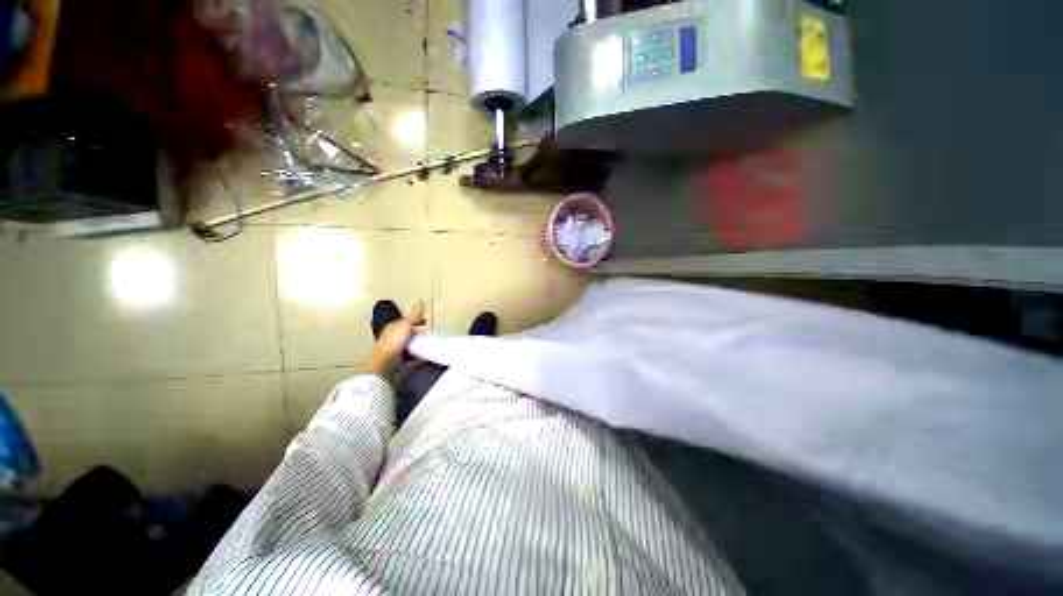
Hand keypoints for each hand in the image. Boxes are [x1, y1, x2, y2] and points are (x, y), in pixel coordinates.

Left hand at [367, 300, 426, 375]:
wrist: (385, 363)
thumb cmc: (395, 342)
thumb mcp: (406, 325)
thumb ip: (415, 314)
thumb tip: (421, 299)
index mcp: (393, 325)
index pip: (406, 320)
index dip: (416, 319)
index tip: (426, 321)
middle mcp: (391, 335)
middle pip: (406, 330)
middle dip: (416, 330)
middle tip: (426, 332)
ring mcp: (392, 346)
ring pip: (407, 341)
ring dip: (415, 341)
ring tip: (424, 342)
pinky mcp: (395, 357)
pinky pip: (406, 351)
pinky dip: (413, 350)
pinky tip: (419, 352)